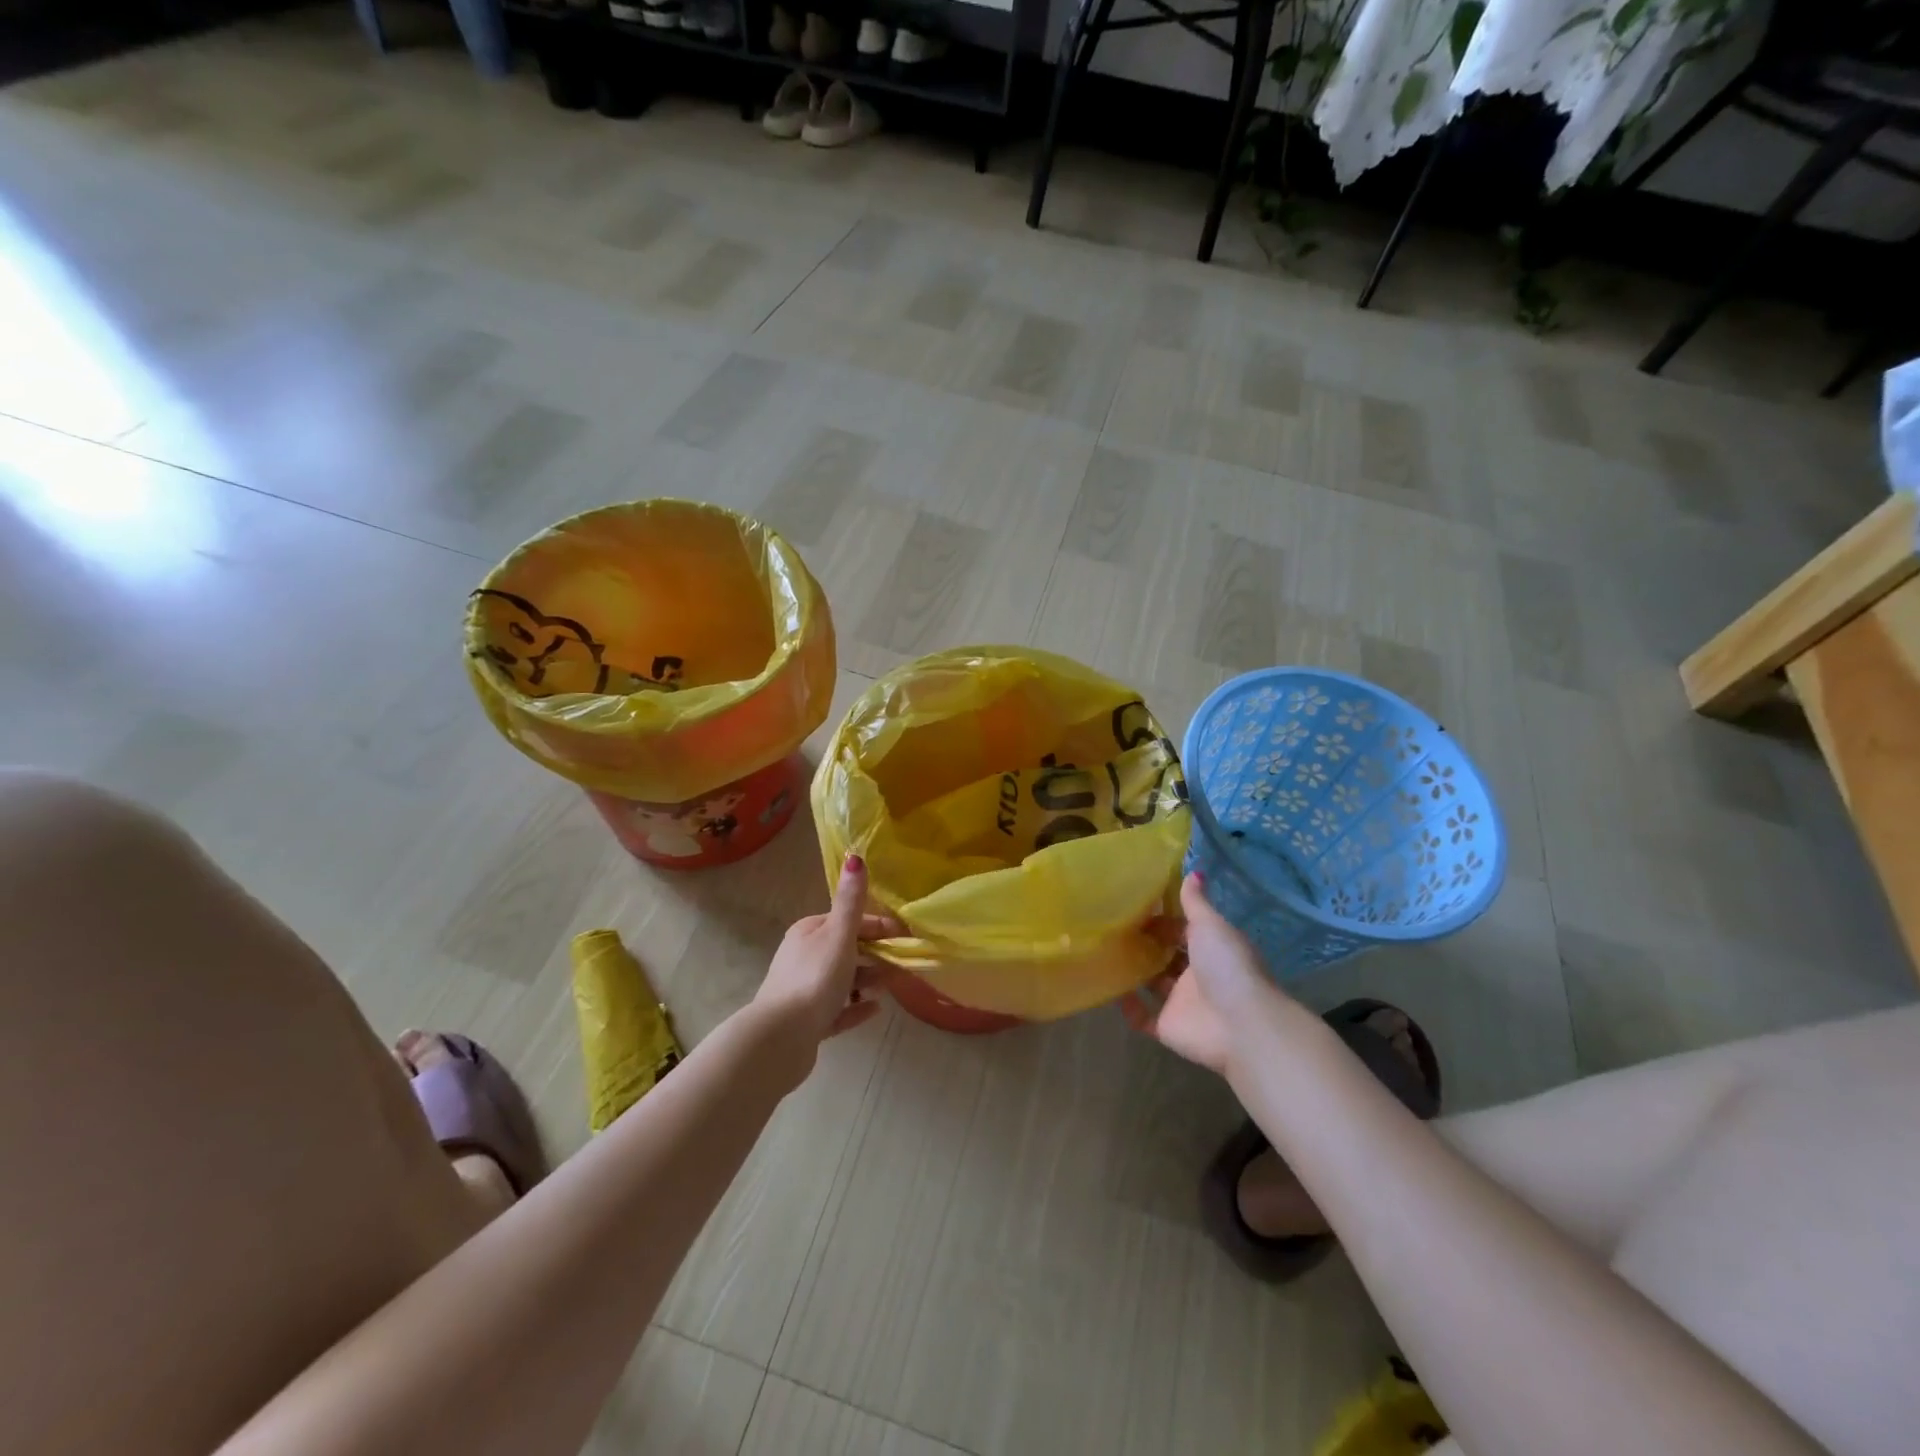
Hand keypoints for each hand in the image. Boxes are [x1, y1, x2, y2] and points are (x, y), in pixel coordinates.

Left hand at [753, 854, 903, 1068]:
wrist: (781, 1038)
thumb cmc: (815, 978)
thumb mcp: (838, 935)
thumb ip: (851, 900)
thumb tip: (855, 856)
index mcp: (808, 932)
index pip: (849, 921)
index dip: (878, 926)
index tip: (906, 936)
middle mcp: (803, 956)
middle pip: (846, 949)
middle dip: (875, 954)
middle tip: (903, 964)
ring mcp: (803, 990)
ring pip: (842, 979)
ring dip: (868, 979)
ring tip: (891, 986)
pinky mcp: (806, 1022)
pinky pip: (838, 1009)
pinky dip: (856, 1007)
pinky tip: (876, 1010)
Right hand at [1121, 874, 1285, 1076]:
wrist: (1240, 1025)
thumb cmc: (1227, 967)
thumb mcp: (1211, 926)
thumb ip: (1196, 903)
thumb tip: (1194, 871)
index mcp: (1210, 949)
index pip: (1183, 931)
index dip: (1162, 920)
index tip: (1133, 908)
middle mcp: (1196, 975)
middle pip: (1167, 956)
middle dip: (1146, 944)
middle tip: (1114, 928)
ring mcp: (1182, 1003)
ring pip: (1154, 984)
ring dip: (1134, 972)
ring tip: (1105, 953)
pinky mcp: (1168, 1027)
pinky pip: (1143, 1017)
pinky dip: (1129, 1007)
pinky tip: (1110, 989)